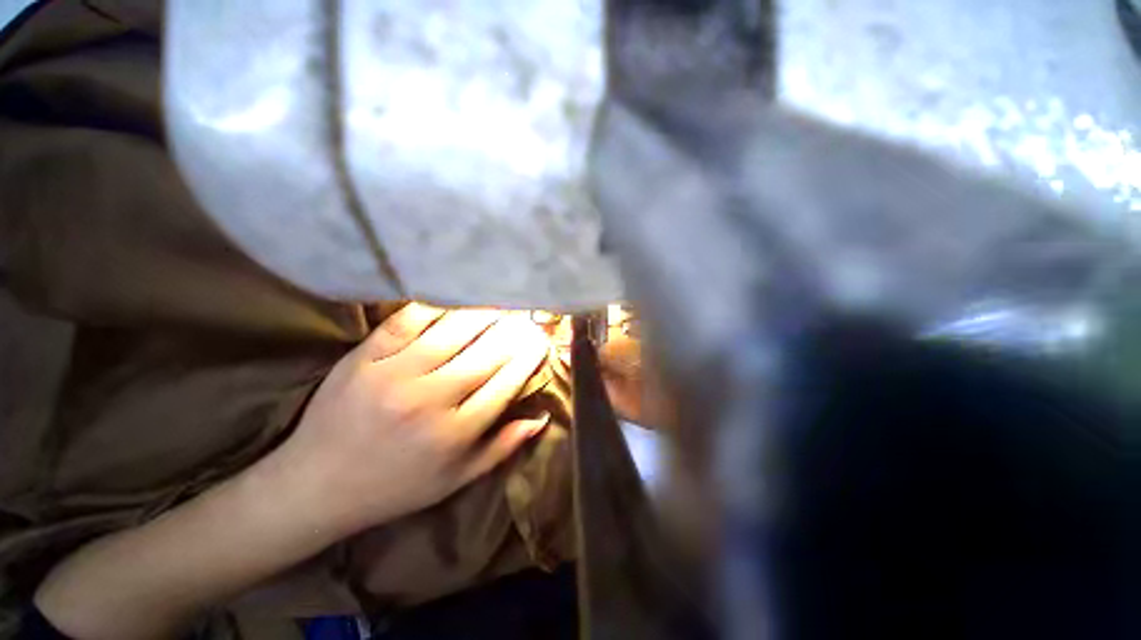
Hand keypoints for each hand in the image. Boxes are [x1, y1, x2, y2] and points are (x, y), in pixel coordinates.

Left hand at [270, 304, 550, 535]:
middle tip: (526, 318)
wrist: (314, 487)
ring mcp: (393, 375)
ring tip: (500, 305)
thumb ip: (502, 447)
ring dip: (482, 315)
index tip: (540, 342)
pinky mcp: (363, 359)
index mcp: (453, 434)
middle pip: (484, 355)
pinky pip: (406, 322)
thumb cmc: (395, 487)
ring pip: (451, 333)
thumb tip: (541, 418)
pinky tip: (454, 299)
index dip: (527, 359)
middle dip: (512, 333)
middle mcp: (428, 401)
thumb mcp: (456, 480)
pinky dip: (434, 307)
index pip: (505, 385)